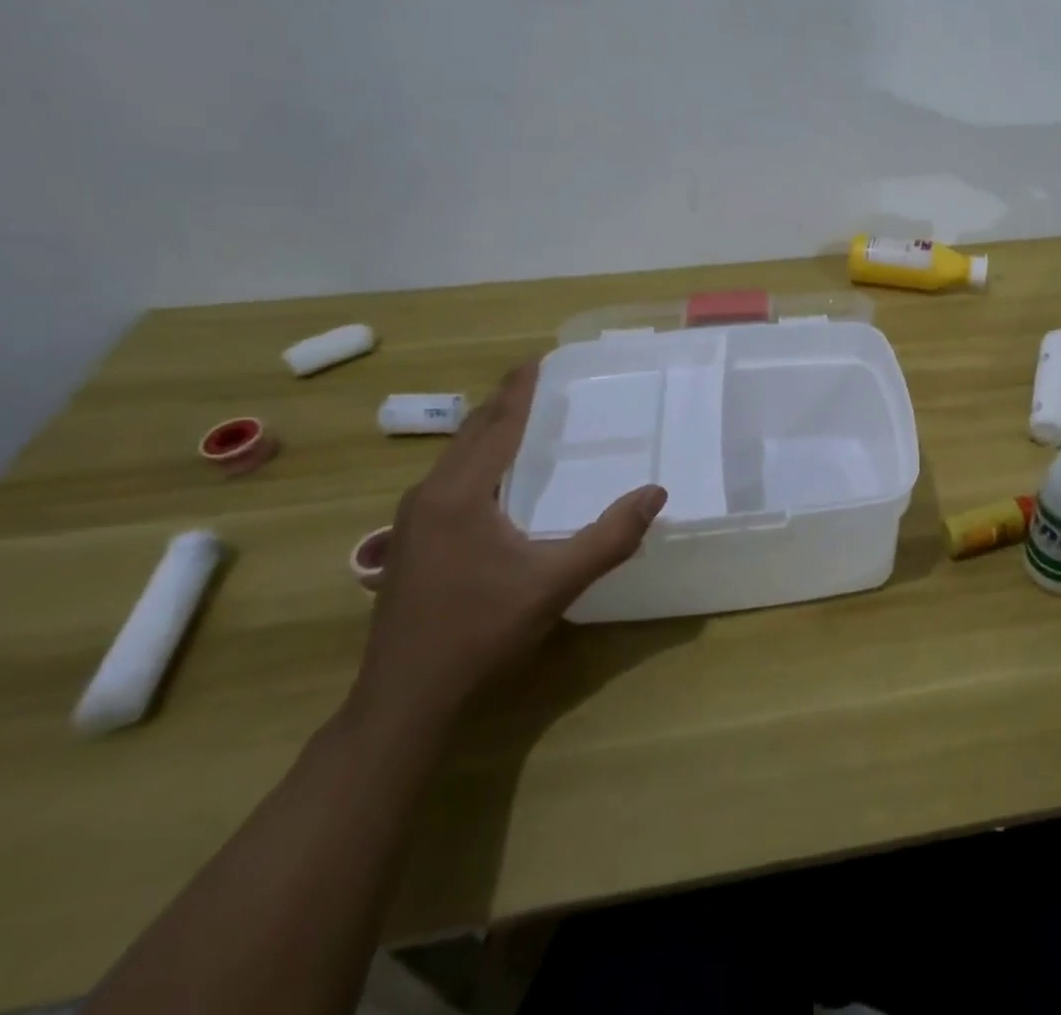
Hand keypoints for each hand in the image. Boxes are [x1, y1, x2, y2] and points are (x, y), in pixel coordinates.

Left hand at [349, 360, 666, 727]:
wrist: (405, 700)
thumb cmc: (480, 633)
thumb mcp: (554, 584)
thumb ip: (609, 537)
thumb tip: (655, 494)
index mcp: (460, 494)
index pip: (497, 426)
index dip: (519, 391)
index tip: (536, 360)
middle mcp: (429, 496)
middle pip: (471, 435)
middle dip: (503, 405)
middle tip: (535, 383)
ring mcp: (411, 522)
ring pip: (454, 459)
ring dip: (487, 434)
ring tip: (519, 421)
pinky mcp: (410, 544)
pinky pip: (447, 482)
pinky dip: (475, 462)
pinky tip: (492, 480)